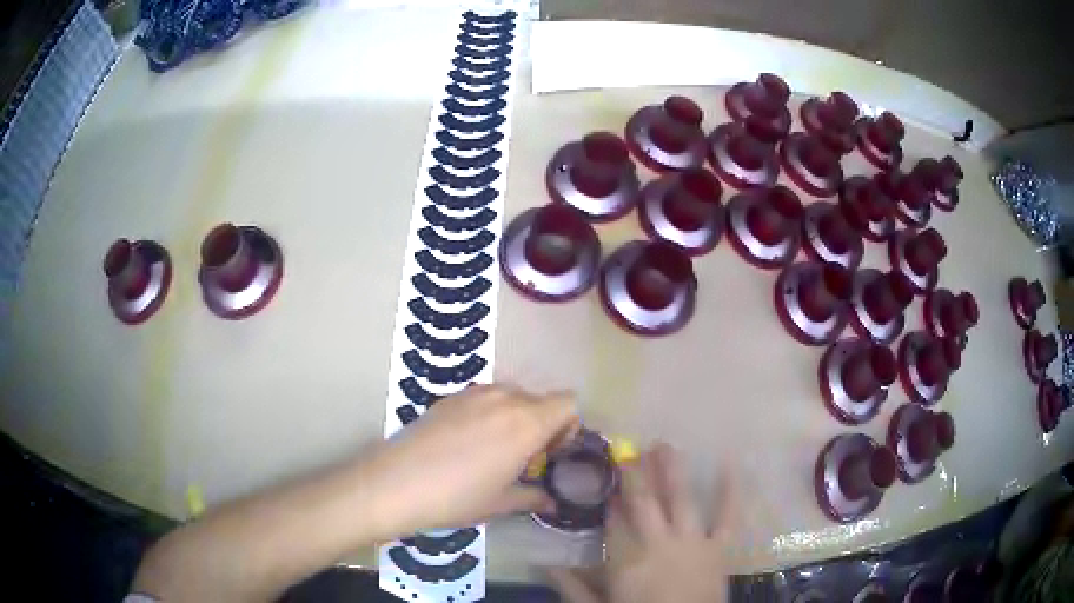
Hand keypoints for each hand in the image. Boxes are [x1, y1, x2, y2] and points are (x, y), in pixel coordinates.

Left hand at [365, 384, 579, 535]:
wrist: (396, 482)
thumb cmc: (458, 497)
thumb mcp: (501, 503)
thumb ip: (533, 497)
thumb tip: (552, 502)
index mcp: (527, 422)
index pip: (568, 403)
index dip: (567, 426)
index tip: (550, 453)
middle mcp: (505, 398)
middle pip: (540, 400)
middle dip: (541, 425)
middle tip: (522, 458)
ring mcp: (474, 393)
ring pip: (511, 396)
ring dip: (514, 418)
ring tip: (493, 450)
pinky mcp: (449, 396)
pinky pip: (483, 398)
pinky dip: (488, 414)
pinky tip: (465, 443)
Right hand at [550, 444, 732, 602]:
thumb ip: (573, 587)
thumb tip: (545, 565)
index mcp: (626, 559)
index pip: (614, 519)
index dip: (610, 495)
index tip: (606, 473)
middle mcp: (658, 543)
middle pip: (643, 502)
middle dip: (635, 473)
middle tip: (630, 447)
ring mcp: (693, 542)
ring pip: (681, 500)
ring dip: (672, 472)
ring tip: (665, 446)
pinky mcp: (719, 548)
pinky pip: (728, 518)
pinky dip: (731, 492)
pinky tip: (731, 465)